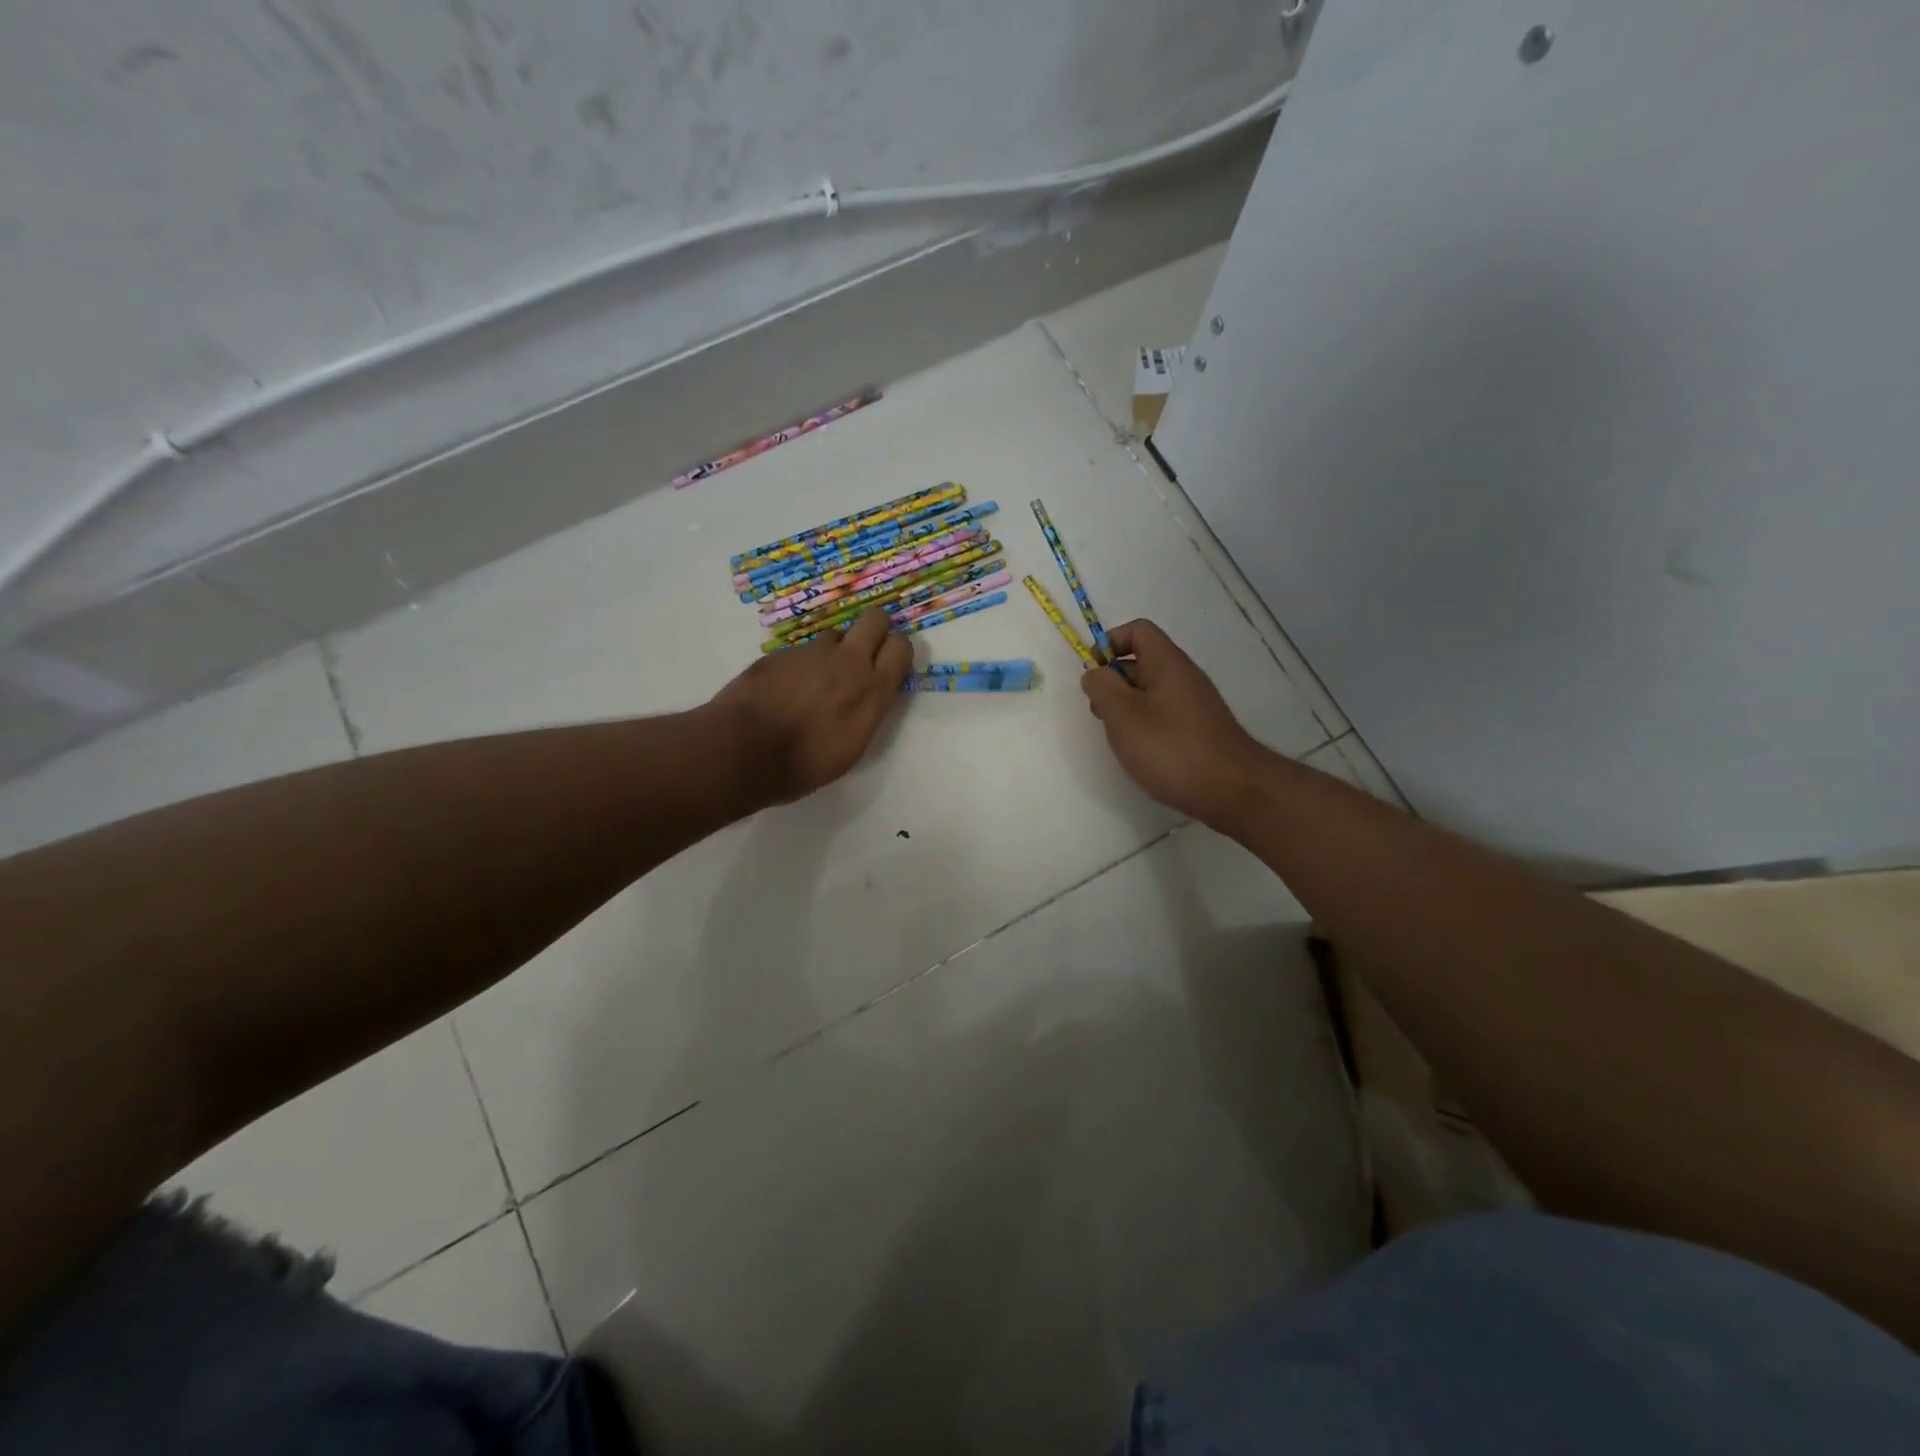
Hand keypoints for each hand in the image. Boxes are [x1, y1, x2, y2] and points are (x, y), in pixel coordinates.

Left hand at [709, 606, 912, 804]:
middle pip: (875, 619)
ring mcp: (812, 653)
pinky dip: (799, 666)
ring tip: (816, 682)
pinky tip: (784, 690)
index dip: (896, 651)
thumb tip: (865, 696)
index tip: (888, 666)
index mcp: (872, 690)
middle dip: (875, 630)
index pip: (901, 646)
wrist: (744, 750)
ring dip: (833, 652)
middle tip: (864, 654)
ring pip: (835, 635)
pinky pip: (801, 651)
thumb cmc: (804, 764)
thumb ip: (866, 712)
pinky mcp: (781, 653)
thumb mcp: (851, 748)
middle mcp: (848, 662)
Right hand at [1080, 620, 1271, 830]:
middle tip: (1100, 713)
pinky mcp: (1198, 730)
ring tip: (1117, 737)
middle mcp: (1183, 677)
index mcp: (1167, 663)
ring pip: (1150, 691)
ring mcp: (1194, 705)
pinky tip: (1139, 752)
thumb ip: (1102, 687)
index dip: (1110, 642)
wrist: (1232, 790)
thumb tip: (1095, 673)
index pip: (1139, 631)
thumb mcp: (1123, 715)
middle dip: (1113, 680)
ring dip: (1126, 707)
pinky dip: (1144, 725)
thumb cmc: (1171, 748)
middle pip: (1142, 661)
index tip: (1094, 672)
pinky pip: (1163, 714)